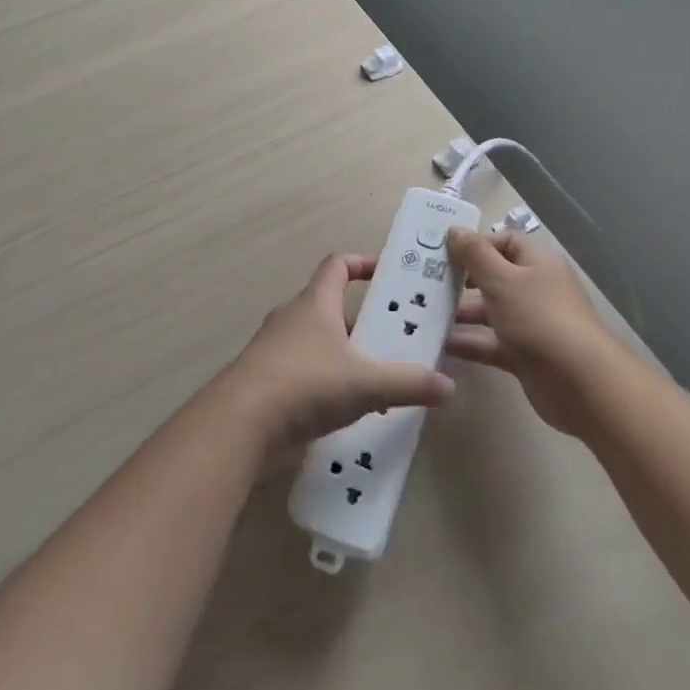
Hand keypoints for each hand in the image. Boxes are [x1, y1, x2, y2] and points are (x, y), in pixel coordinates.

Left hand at [217, 254, 455, 464]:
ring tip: (380, 380)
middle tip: (396, 338)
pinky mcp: (268, 383)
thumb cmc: (305, 384)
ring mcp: (276, 351)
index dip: (363, 264)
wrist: (240, 425)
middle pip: (331, 307)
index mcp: (314, 303)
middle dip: (363, 321)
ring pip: (319, 343)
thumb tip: (449, 386)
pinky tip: (349, 412)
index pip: (337, 265)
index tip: (388, 276)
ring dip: (347, 356)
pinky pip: (305, 373)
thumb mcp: (365, 384)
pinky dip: (328, 384)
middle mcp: (292, 319)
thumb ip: (408, 383)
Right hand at [443, 228, 617, 438]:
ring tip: (421, 314)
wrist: (579, 383)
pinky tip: (437, 344)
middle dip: (459, 281)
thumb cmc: (538, 317)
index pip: (503, 241)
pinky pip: (489, 342)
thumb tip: (455, 229)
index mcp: (536, 262)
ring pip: (488, 311)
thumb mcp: (501, 279)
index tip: (441, 253)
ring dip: (458, 313)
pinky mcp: (523, 355)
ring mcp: (529, 323)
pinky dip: (467, 342)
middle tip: (422, 283)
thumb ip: (474, 254)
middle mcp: (534, 288)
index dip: (474, 244)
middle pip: (492, 276)